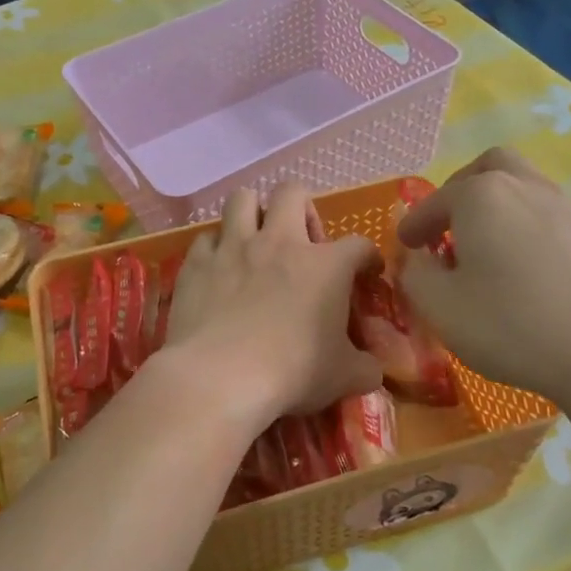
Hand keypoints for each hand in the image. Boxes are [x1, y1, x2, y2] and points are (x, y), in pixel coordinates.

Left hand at [164, 183, 382, 427]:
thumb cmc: (292, 373)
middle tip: (302, 241)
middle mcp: (279, 242)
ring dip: (252, 213)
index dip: (367, 258)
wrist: (219, 377)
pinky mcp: (197, 263)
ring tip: (255, 239)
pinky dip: (215, 248)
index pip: (358, 245)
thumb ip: (366, 367)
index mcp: (325, 265)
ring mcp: (233, 247)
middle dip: (302, 208)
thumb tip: (373, 369)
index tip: (365, 273)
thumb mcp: (344, 377)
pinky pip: (206, 238)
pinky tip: (219, 269)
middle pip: (292, 193)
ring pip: (242, 199)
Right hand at [396, 148, 570, 402]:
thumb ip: (415, 274)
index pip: (434, 202)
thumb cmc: (511, 324)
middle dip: (459, 191)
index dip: (413, 225)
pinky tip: (518, 268)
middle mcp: (523, 187)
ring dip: (494, 206)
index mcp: (481, 195)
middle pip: (487, 168)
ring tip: (481, 247)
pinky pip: (543, 215)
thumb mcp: (440, 306)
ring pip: (521, 186)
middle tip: (446, 226)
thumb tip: (416, 259)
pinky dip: (521, 226)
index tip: (404, 245)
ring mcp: (563, 207)